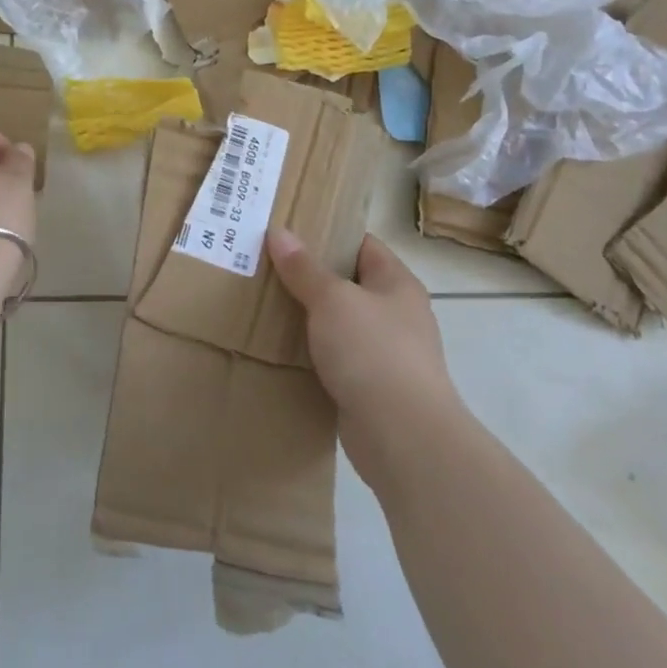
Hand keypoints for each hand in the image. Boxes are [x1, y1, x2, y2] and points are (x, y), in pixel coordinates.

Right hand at [269, 229, 459, 486]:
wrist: (403, 438)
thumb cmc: (373, 352)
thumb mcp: (332, 300)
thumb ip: (304, 268)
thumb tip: (278, 232)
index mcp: (396, 284)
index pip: (361, 244)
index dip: (327, 233)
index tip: (287, 229)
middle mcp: (395, 314)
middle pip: (347, 283)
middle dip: (308, 275)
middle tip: (264, 263)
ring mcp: (384, 353)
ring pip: (338, 323)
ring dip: (306, 316)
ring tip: (263, 300)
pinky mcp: (370, 388)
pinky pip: (334, 358)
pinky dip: (310, 352)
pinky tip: (279, 346)